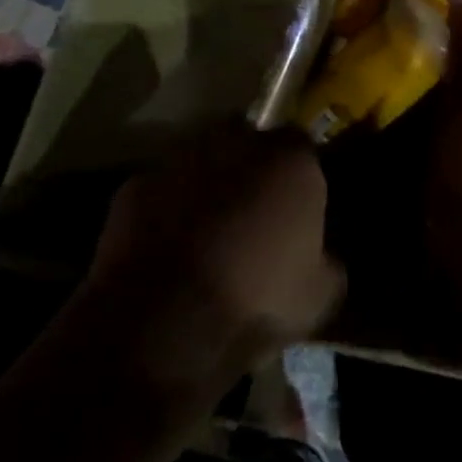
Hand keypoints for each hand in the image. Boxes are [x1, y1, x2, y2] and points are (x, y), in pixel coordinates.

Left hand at [81, 128, 344, 401]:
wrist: (164, 322)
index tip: (297, 204)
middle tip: (252, 208)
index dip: (299, 173)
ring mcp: (179, 159)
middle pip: (248, 139)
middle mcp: (235, 142)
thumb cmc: (255, 301)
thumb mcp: (320, 295)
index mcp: (289, 160)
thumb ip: (327, 260)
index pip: (303, 145)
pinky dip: (165, 208)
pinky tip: (167, 246)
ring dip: (206, 183)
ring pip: (200, 158)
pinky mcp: (134, 185)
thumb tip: (322, 257)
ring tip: (207, 228)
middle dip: (250, 165)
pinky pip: (160, 190)